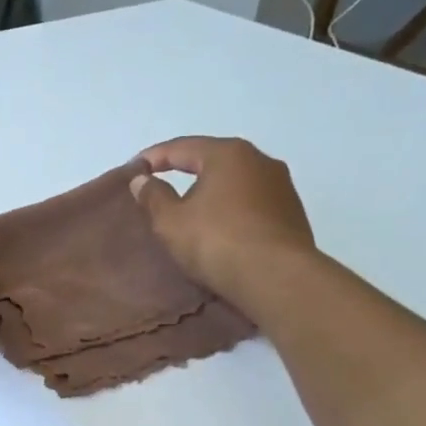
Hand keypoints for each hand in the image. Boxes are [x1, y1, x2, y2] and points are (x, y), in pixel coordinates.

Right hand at [130, 136, 316, 300]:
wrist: (276, 277)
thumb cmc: (217, 242)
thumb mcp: (171, 222)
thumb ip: (153, 197)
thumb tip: (141, 180)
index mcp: (228, 154)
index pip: (182, 147)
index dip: (153, 157)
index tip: (132, 170)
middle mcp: (260, 160)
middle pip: (213, 161)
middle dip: (185, 171)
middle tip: (161, 187)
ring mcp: (281, 186)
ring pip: (235, 183)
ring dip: (211, 193)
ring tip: (191, 211)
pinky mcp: (292, 213)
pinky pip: (251, 204)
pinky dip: (231, 210)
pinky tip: (220, 228)